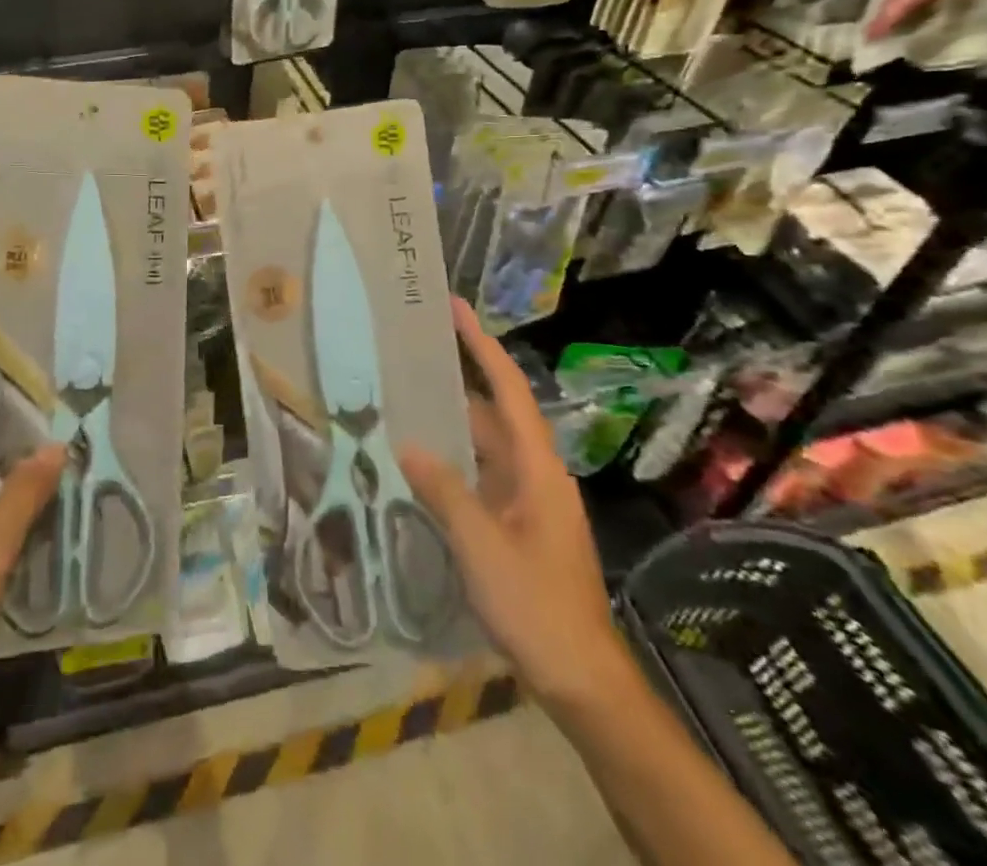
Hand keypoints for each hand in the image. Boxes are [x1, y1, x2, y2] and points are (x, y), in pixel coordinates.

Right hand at [400, 297, 632, 714]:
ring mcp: (527, 500)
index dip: (482, 346)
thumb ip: (444, 491)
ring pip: (484, 446)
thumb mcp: (481, 546)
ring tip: (405, 395)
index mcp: (537, 467)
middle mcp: (535, 473)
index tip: (455, 309)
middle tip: (413, 350)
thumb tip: (407, 445)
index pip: (509, 390)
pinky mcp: (517, 524)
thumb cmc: (536, 605)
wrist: (581, 678)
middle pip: (494, 412)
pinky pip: (480, 475)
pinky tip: (419, 460)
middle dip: (459, 377)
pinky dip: (451, 460)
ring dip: (451, 421)